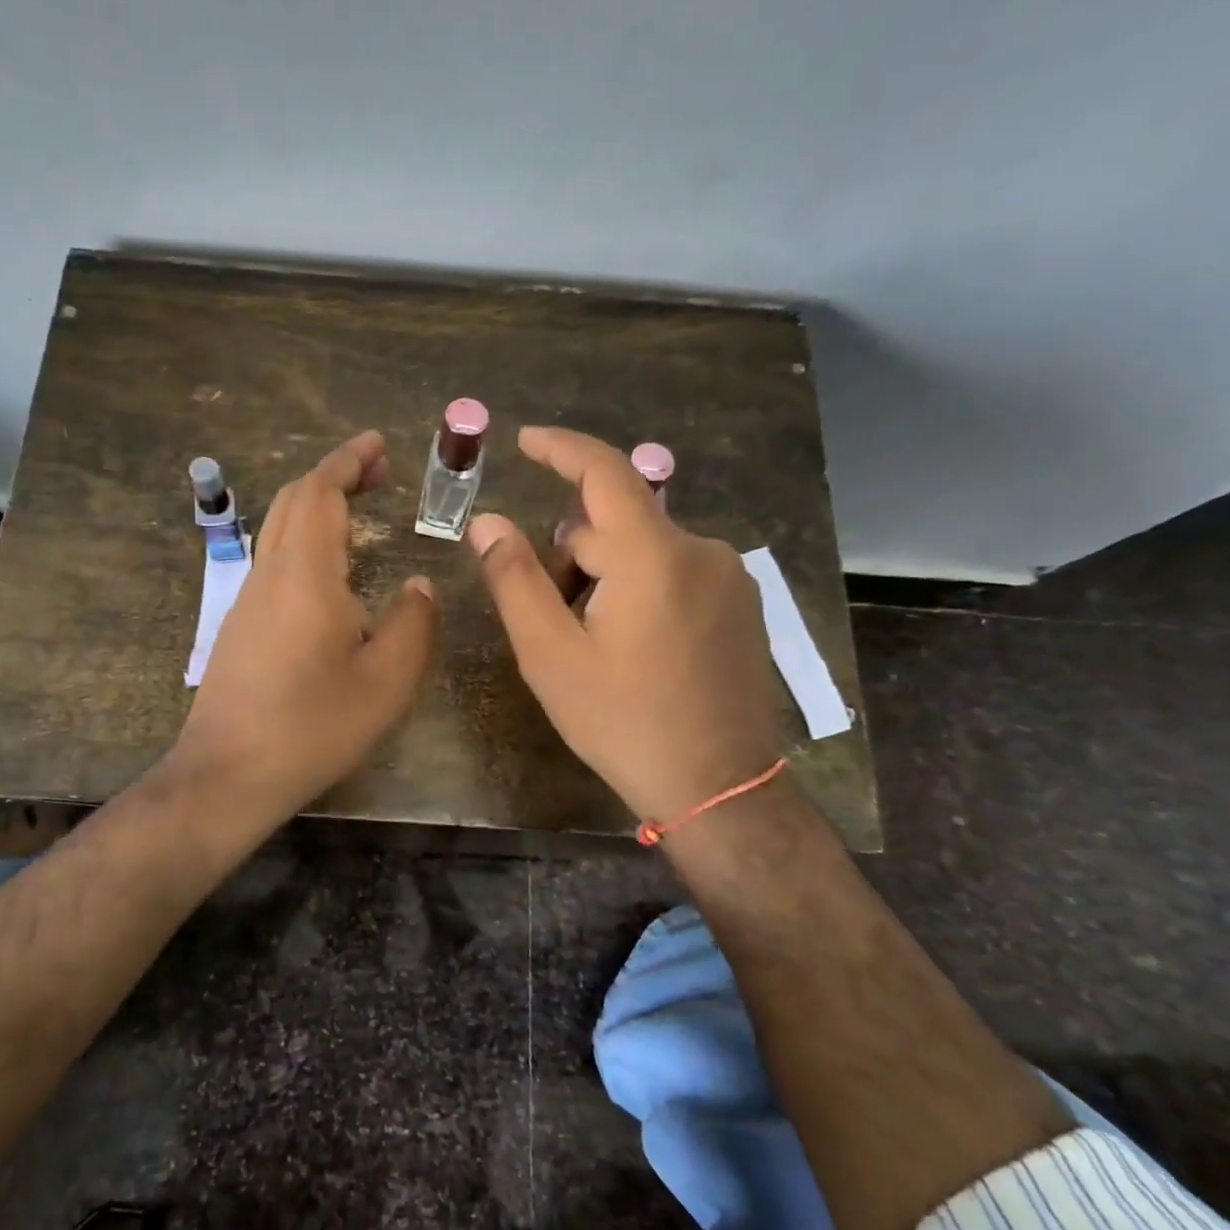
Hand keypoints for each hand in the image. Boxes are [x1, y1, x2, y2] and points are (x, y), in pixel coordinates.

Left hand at [172, 431, 438, 832]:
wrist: (227, 774)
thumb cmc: (312, 726)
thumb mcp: (386, 681)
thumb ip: (412, 624)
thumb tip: (417, 587)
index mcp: (305, 574)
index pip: (320, 492)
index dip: (348, 460)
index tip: (378, 444)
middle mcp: (269, 574)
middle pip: (293, 501)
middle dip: (335, 475)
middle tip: (378, 473)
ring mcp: (248, 600)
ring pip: (279, 529)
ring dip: (318, 507)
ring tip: (360, 511)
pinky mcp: (240, 626)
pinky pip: (275, 560)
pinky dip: (306, 539)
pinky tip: (331, 573)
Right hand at [467, 427, 780, 827]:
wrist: (720, 789)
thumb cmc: (623, 721)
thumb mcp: (550, 654)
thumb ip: (514, 579)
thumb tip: (487, 521)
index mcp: (653, 555)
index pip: (603, 472)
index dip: (560, 448)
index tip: (524, 440)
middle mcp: (700, 550)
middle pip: (614, 526)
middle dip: (570, 557)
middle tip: (548, 622)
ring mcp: (730, 578)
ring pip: (643, 551)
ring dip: (604, 577)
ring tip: (591, 645)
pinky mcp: (743, 605)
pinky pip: (675, 572)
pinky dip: (640, 588)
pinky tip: (633, 648)